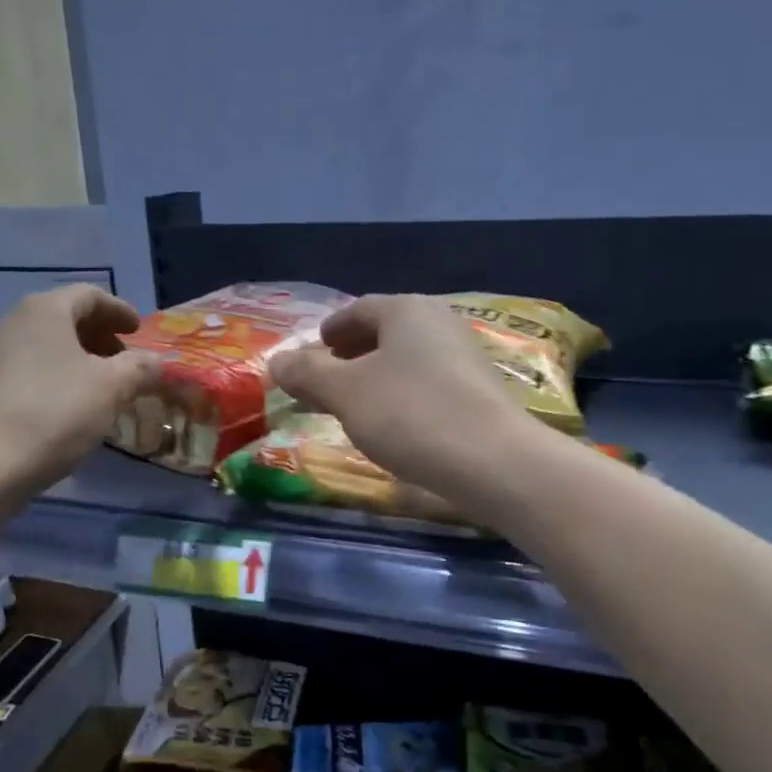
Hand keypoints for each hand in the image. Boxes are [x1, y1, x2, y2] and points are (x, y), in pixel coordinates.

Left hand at [0, 285, 161, 506]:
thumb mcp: (112, 387)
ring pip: (52, 344)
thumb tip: (157, 362)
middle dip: (103, 335)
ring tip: (107, 385)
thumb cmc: (55, 413)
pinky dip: (63, 375)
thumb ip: (141, 367)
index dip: (119, 310)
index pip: (90, 295)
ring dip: (84, 358)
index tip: (139, 330)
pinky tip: (78, 405)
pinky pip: (37, 367)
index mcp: (46, 310)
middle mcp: (18, 322)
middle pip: (68, 317)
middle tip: (127, 359)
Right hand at [270, 295, 538, 502]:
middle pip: (384, 332)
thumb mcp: (345, 392)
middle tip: (325, 377)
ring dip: (375, 375)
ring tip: (352, 404)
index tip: (314, 348)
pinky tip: (391, 423)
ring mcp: (464, 356)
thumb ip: (307, 373)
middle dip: (351, 353)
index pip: (358, 310)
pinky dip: (400, 393)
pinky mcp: (478, 391)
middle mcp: (438, 322)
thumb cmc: (410, 414)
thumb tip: (276, 361)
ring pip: (406, 358)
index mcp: (406, 310)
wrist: (495, 462)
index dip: (331, 329)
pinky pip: (426, 382)